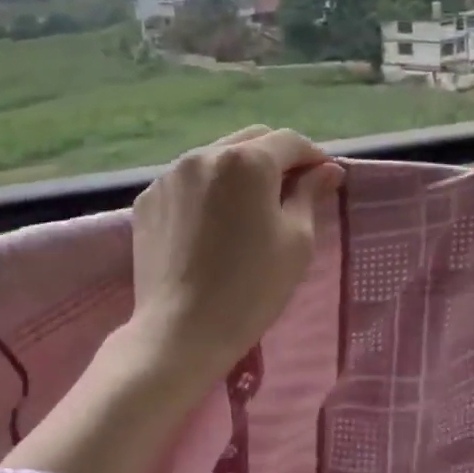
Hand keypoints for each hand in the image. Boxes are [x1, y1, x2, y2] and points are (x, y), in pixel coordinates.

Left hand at [125, 125, 341, 382]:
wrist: (180, 332)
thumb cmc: (251, 287)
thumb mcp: (297, 240)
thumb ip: (310, 194)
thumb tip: (326, 170)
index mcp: (247, 161)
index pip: (290, 141)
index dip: (313, 156)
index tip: (326, 178)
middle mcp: (204, 154)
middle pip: (252, 140)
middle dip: (276, 158)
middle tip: (292, 190)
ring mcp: (170, 176)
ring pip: (217, 157)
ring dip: (240, 171)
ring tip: (250, 207)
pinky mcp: (147, 199)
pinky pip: (188, 182)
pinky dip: (207, 190)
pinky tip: (213, 224)